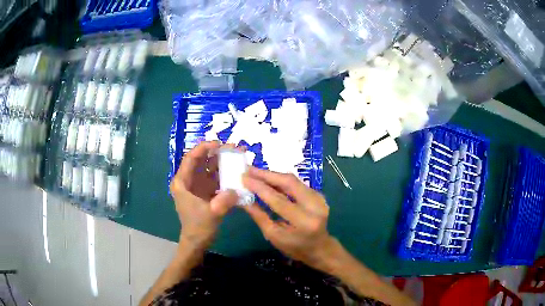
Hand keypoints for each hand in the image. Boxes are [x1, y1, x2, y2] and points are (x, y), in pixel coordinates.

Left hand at [170, 141, 238, 247]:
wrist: (197, 242)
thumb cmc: (199, 227)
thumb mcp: (212, 214)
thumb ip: (224, 201)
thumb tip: (236, 189)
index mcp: (182, 183)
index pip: (191, 158)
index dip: (204, 148)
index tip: (219, 143)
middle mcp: (188, 181)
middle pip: (201, 160)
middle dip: (216, 152)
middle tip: (233, 148)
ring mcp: (197, 185)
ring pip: (208, 168)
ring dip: (222, 161)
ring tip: (237, 156)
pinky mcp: (205, 191)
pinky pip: (214, 177)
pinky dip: (224, 173)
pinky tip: (235, 171)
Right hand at [242, 167, 336, 269]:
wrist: (319, 248)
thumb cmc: (294, 247)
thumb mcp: (274, 236)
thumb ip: (259, 216)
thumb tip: (243, 198)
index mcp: (304, 222)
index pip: (278, 200)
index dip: (260, 187)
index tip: (244, 178)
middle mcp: (315, 206)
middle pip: (289, 183)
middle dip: (267, 174)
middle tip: (249, 170)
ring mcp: (319, 198)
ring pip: (293, 180)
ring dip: (273, 175)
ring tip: (255, 172)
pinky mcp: (318, 194)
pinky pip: (297, 183)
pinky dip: (281, 179)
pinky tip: (268, 178)